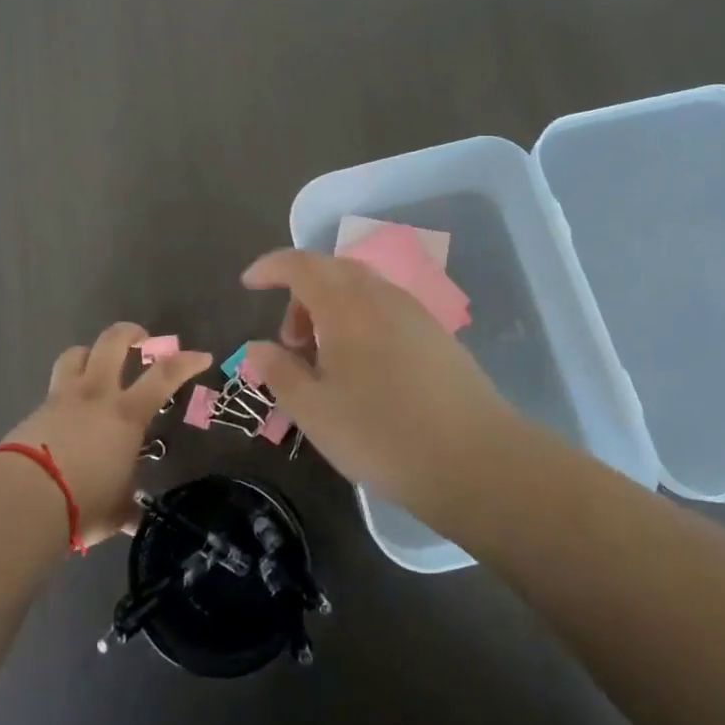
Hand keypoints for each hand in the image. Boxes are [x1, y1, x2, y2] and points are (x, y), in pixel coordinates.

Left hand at [2, 322, 211, 546]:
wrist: (23, 501)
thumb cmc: (83, 504)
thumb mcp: (116, 510)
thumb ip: (128, 507)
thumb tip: (136, 519)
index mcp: (126, 414)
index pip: (164, 375)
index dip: (186, 362)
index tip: (202, 357)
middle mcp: (96, 395)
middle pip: (112, 343)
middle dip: (130, 333)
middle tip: (141, 339)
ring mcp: (61, 398)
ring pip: (76, 354)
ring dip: (90, 353)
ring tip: (97, 364)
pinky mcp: (34, 411)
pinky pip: (54, 388)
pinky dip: (65, 392)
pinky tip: (66, 414)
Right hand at [240, 249, 521, 520]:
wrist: (475, 460)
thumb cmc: (381, 434)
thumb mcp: (314, 411)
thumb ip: (280, 372)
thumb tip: (257, 347)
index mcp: (345, 305)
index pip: (300, 264)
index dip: (270, 267)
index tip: (249, 284)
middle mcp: (381, 296)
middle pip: (331, 271)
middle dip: (300, 294)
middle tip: (290, 342)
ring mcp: (414, 312)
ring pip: (361, 289)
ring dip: (331, 308)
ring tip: (324, 360)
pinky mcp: (436, 335)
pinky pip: (385, 308)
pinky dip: (360, 320)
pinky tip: (362, 367)